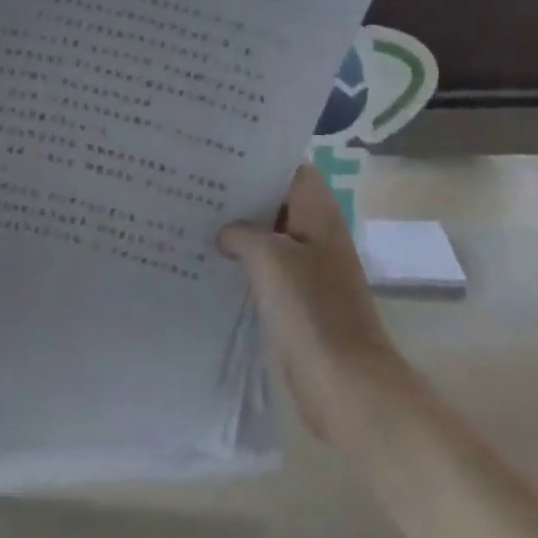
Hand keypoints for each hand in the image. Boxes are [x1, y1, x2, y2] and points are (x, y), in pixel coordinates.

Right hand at [218, 164, 401, 445]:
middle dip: (239, 194)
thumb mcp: (269, 257)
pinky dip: (241, 263)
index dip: (258, 158)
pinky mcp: (297, 300)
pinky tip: (207, 261)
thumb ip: (241, 232)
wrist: (345, 383)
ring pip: (268, 236)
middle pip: (276, 201)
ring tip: (192, 217)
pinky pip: (266, 269)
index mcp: (319, 214)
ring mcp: (308, 269)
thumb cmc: (311, 309)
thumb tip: (225, 232)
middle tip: (194, 183)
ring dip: (237, 230)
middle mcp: (316, 234)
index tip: (219, 154)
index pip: (290, 168)